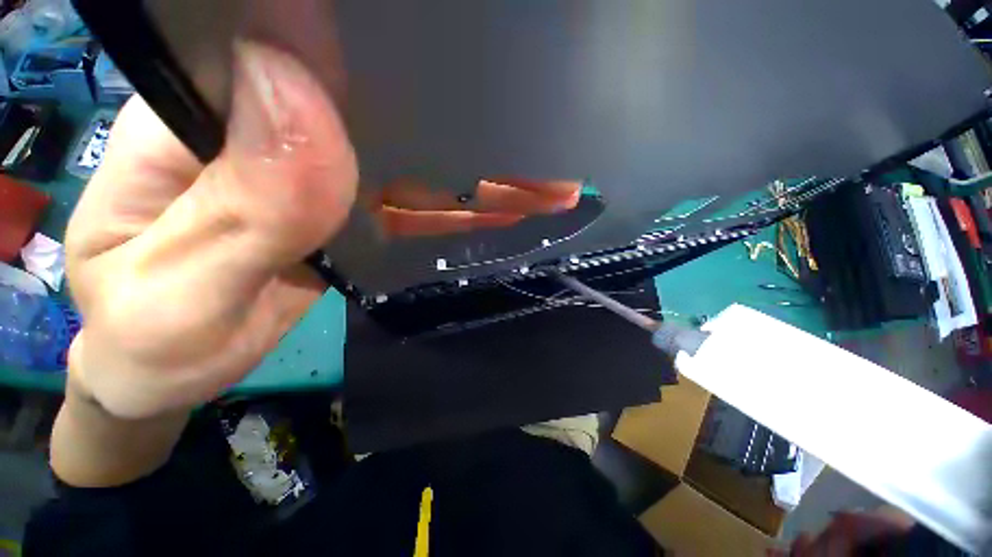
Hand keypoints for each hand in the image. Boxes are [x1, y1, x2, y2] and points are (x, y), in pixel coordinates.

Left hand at [66, 40, 581, 420]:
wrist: (168, 371)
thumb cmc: (150, 344)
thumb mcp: (181, 288)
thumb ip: (243, 205)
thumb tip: (299, 93)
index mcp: (179, 120)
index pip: (260, 42)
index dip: (330, 42)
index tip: (406, 51)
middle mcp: (236, 130)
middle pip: (320, 84)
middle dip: (383, 93)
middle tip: (449, 103)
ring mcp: (286, 172)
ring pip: (355, 137)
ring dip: (403, 141)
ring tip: (455, 145)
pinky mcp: (318, 208)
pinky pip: (368, 185)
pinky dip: (403, 186)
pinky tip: (434, 190)